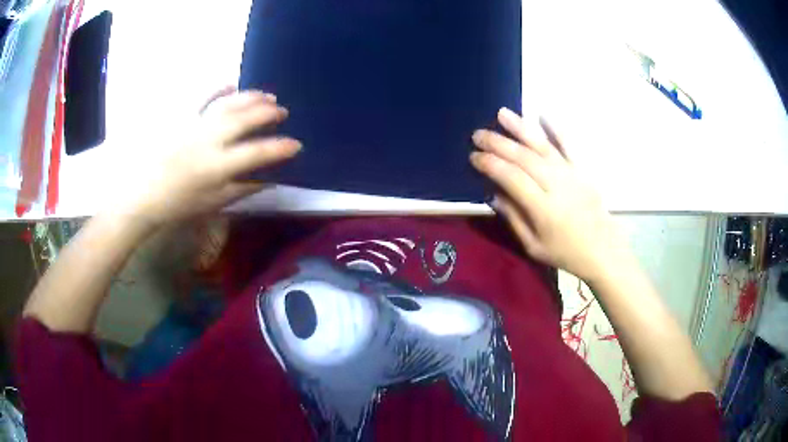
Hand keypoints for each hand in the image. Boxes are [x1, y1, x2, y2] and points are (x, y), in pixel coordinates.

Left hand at [119, 87, 300, 227]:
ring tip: (267, 95)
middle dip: (268, 113)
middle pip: (245, 120)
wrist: (145, 195)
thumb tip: (269, 179)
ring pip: (228, 105)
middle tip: (282, 111)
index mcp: (218, 166)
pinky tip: (231, 85)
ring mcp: (195, 126)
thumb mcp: (214, 203)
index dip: (279, 148)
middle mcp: (209, 140)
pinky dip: (218, 89)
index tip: (296, 145)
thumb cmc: (179, 204)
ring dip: (251, 97)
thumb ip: (243, 189)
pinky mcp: (183, 119)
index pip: (257, 152)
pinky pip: (202, 99)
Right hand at [470, 108, 628, 281]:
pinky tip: (542, 114)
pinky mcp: (582, 169)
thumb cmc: (565, 252)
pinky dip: (555, 129)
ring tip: (502, 113)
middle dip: (498, 143)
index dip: (490, 165)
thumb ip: (514, 218)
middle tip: (478, 134)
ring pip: (543, 146)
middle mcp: (557, 186)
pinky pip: (568, 145)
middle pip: (524, 158)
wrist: (602, 250)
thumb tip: (493, 193)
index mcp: (543, 209)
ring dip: (521, 128)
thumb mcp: (534, 246)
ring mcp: (571, 174)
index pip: (512, 178)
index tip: (474, 156)